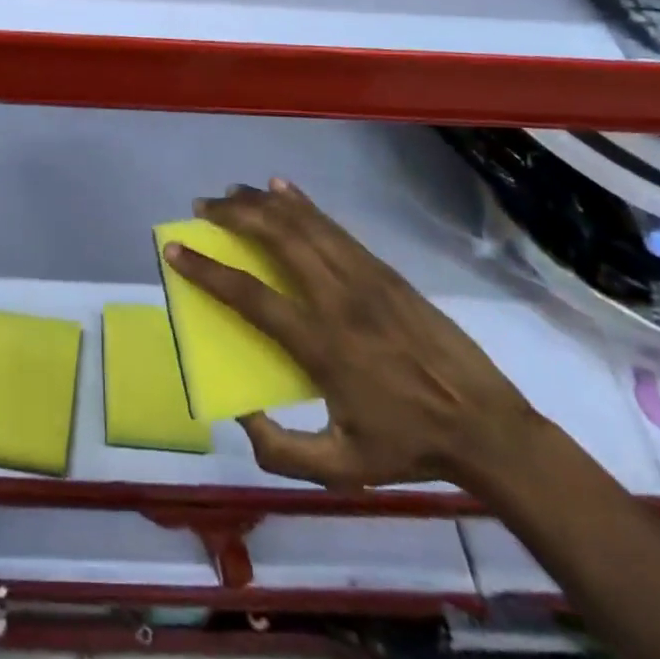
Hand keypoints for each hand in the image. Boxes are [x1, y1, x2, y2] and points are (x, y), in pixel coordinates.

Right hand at [163, 179, 535, 491]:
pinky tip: (283, 189)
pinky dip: (303, 204)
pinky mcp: (383, 270)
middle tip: (202, 207)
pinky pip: (334, 227)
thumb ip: (280, 450)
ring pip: (304, 223)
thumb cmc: (408, 446)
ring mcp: (364, 278)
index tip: (173, 250)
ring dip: (263, 202)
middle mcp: (337, 299)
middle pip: (276, 238)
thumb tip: (239, 412)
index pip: (250, 296)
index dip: (206, 270)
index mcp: (321, 344)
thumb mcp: (340, 469)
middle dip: (233, 215)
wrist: (486, 427)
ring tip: (232, 192)